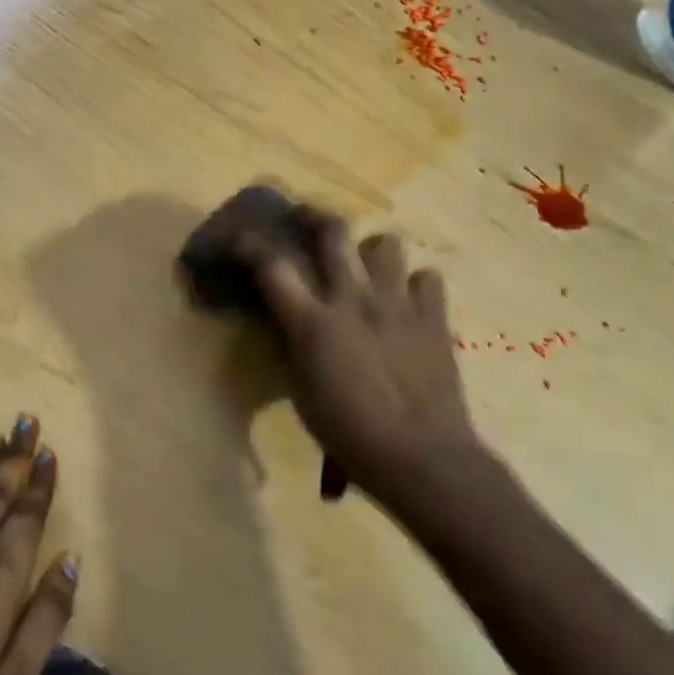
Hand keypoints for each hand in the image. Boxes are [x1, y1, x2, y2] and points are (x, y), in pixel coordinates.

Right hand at [233, 208, 488, 508]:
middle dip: (314, 217)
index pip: (272, 265)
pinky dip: (415, 284)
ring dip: (371, 251)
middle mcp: (354, 300)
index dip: (250, 244)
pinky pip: (428, 277)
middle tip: (306, 220)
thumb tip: (286, 320)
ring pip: (386, 243)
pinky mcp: (433, 317)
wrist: (420, 457)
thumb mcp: (301, 392)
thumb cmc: (349, 434)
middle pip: (332, 232)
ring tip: (367, 266)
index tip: (240, 238)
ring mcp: (397, 304)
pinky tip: (407, 301)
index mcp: (313, 323)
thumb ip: (292, 346)